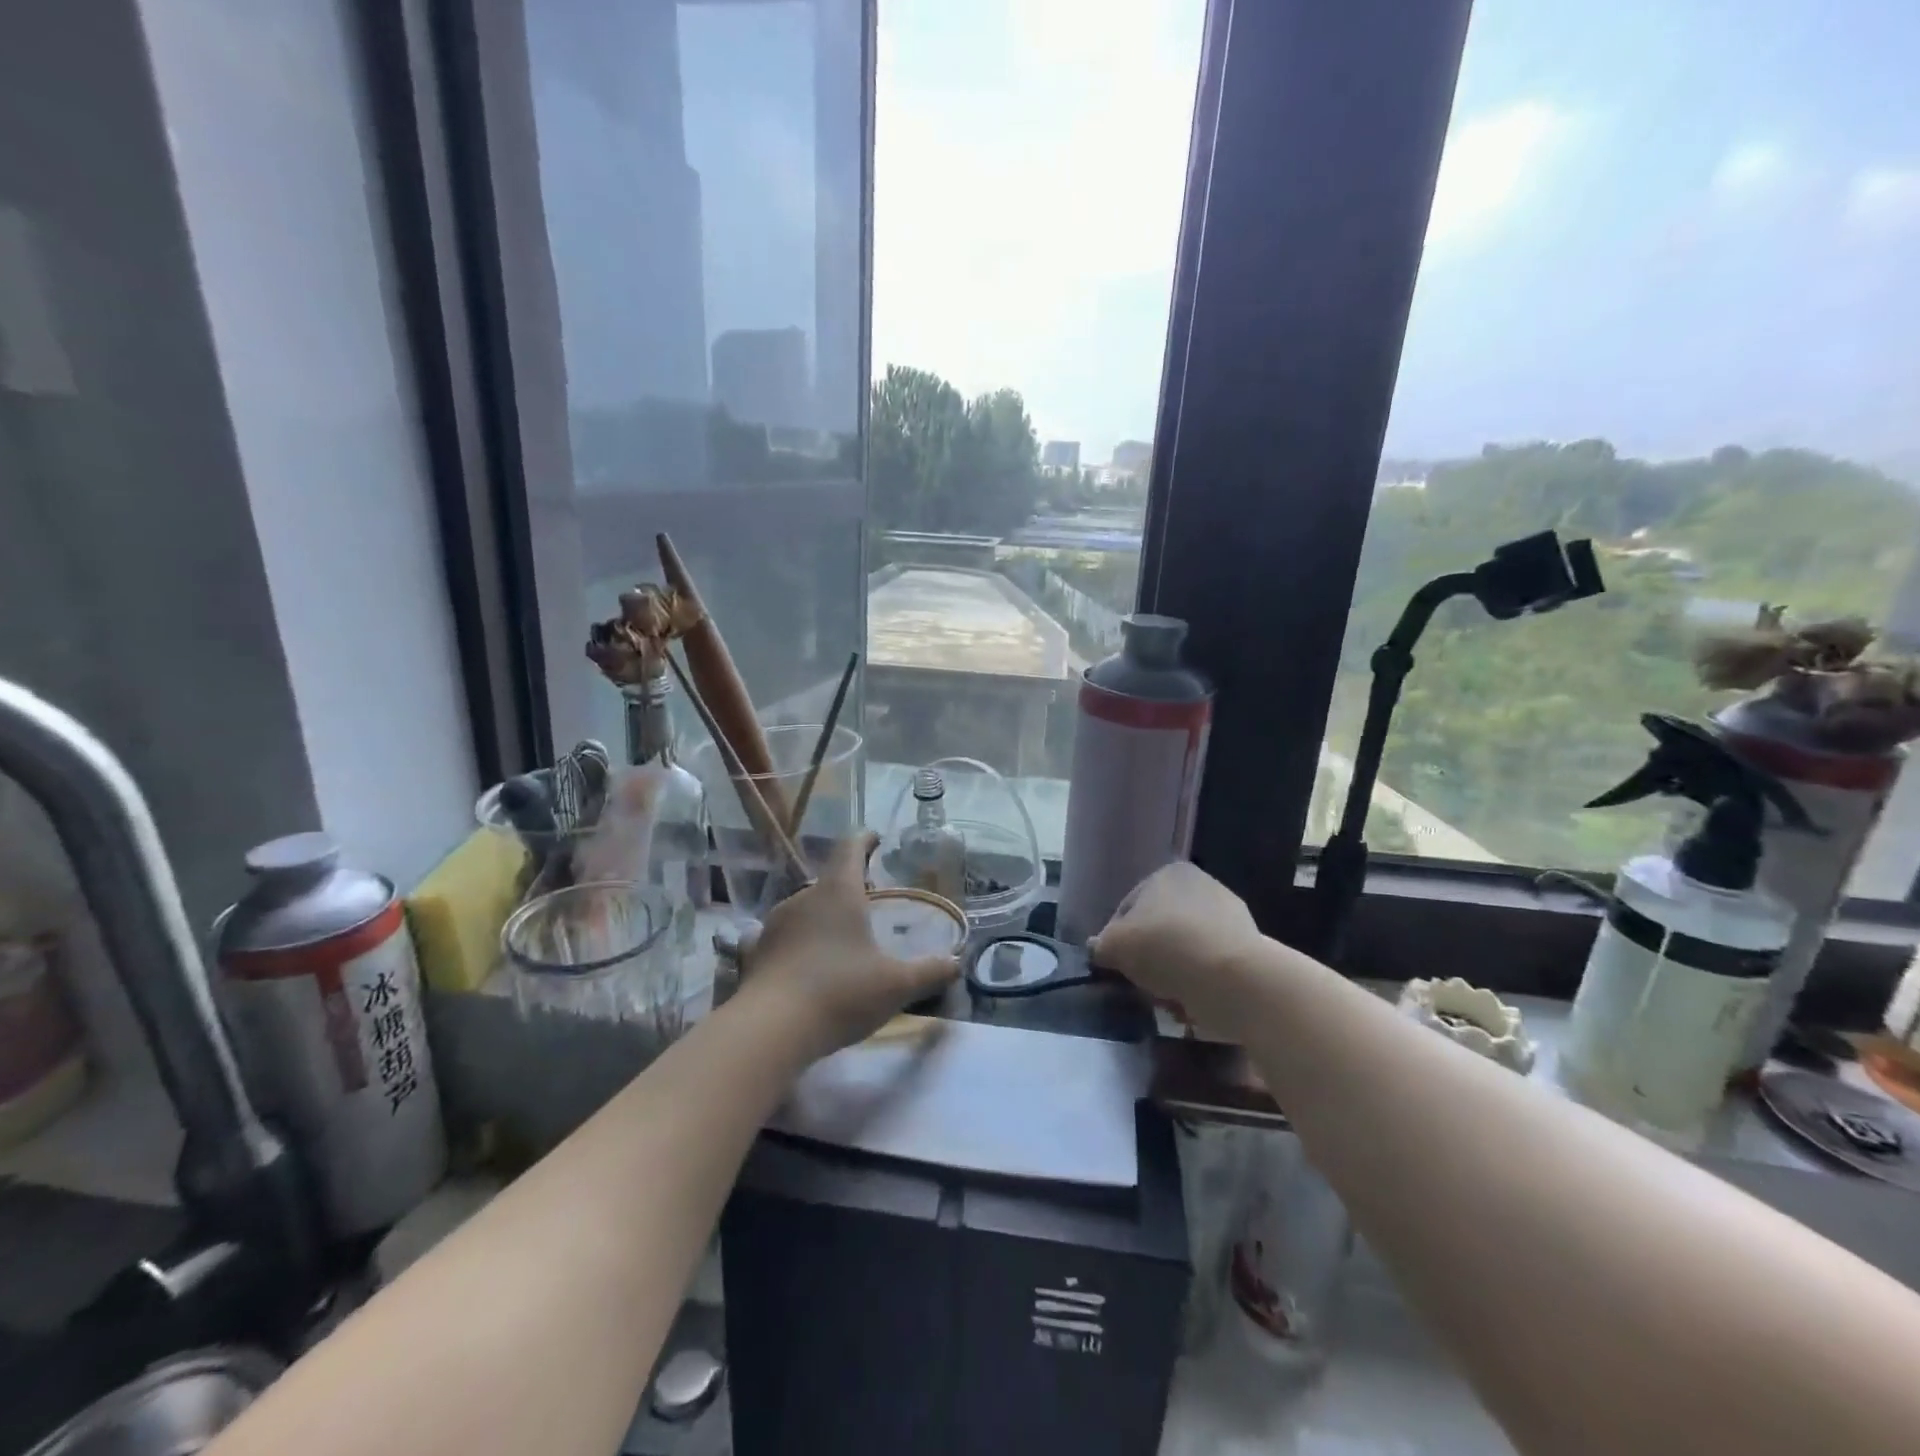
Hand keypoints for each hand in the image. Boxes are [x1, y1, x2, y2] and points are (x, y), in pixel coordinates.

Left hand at [741, 833, 957, 1059]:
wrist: (768, 1031)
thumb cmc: (840, 993)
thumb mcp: (896, 986)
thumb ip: (929, 972)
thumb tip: (956, 963)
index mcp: (838, 892)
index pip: (850, 848)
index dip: (865, 840)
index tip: (875, 838)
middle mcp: (803, 898)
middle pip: (829, 881)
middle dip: (849, 887)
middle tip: (869, 902)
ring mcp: (775, 925)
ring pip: (806, 909)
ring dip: (824, 917)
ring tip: (842, 939)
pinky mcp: (757, 953)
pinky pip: (786, 937)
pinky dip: (801, 943)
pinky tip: (810, 966)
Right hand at [1089, 861, 1264, 1029]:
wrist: (1232, 978)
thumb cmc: (1165, 948)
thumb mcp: (1115, 946)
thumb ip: (1102, 946)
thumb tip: (1098, 948)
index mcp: (1169, 873)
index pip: (1129, 907)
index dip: (1117, 938)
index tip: (1116, 965)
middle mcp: (1201, 884)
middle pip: (1160, 927)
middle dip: (1149, 956)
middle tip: (1141, 983)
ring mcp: (1230, 914)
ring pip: (1185, 948)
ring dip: (1174, 971)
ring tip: (1167, 998)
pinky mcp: (1249, 947)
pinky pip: (1211, 965)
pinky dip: (1200, 981)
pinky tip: (1193, 1001)